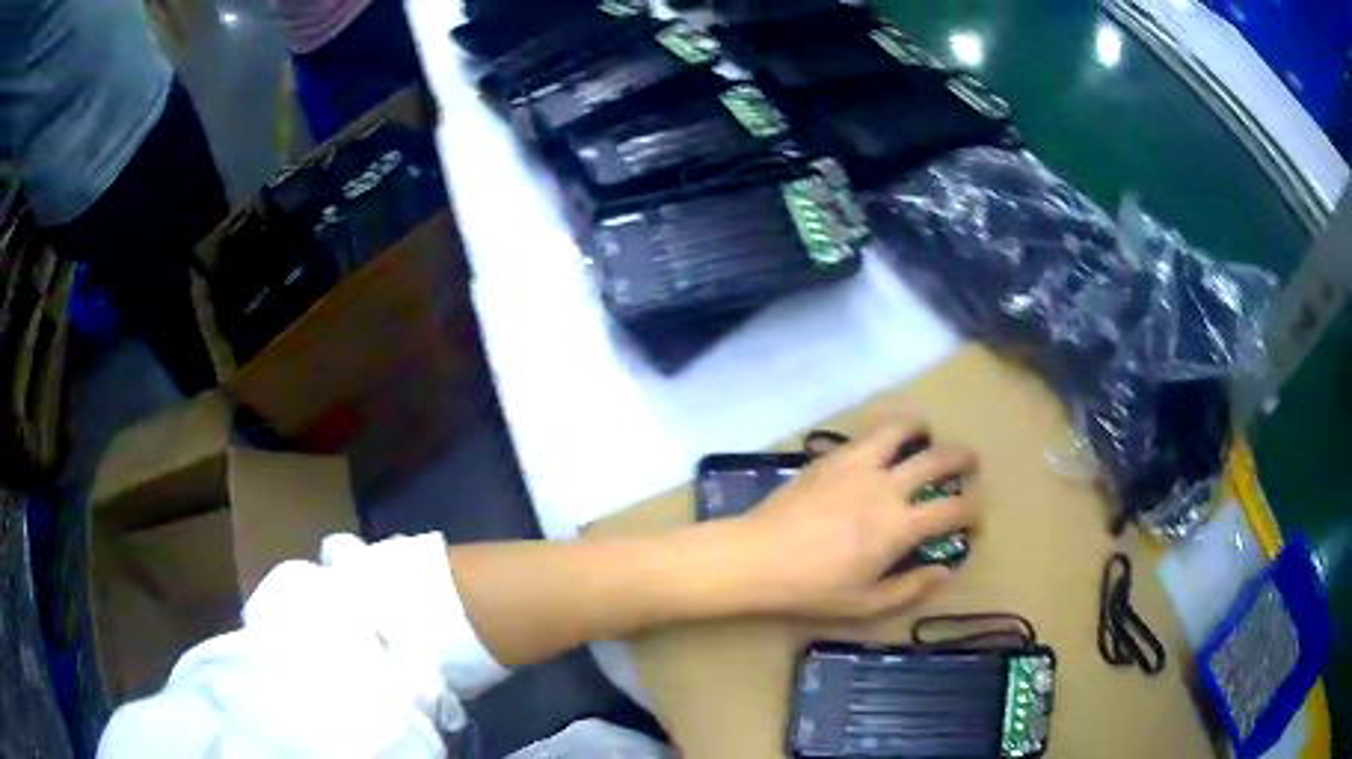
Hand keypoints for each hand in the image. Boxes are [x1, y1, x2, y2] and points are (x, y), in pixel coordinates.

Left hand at [731, 414, 978, 619]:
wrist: (757, 558)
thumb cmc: (812, 588)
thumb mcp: (866, 603)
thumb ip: (911, 588)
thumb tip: (945, 571)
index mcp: (900, 526)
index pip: (953, 509)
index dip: (973, 513)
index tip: (975, 520)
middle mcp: (887, 486)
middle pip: (938, 459)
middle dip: (963, 458)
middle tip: (971, 464)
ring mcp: (858, 465)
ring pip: (901, 429)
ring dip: (921, 428)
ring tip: (926, 434)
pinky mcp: (831, 457)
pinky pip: (866, 434)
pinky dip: (885, 432)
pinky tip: (882, 444)